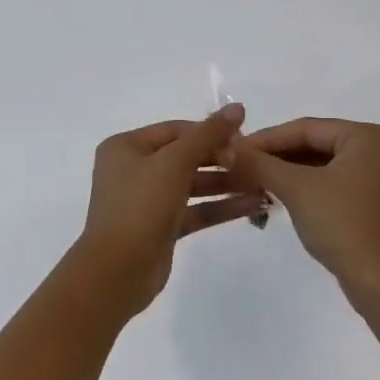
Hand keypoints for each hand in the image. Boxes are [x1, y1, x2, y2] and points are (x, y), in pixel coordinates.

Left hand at [72, 104, 265, 315]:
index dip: (210, 132)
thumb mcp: (174, 163)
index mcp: (126, 147)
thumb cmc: (140, 206)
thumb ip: (208, 134)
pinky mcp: (161, 228)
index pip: (176, 130)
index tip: (244, 139)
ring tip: (262, 184)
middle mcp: (133, 170)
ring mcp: (147, 200)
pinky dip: (220, 207)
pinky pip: (194, 210)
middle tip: (255, 164)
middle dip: (221, 159)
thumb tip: (237, 107)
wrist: (117, 272)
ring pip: (192, 185)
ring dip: (226, 184)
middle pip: (185, 156)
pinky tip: (252, 206)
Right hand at [225, 118, 379, 307]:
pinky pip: (339, 183)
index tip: (235, 149)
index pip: (307, 128)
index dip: (266, 138)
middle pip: (318, 144)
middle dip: (278, 157)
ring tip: (256, 182)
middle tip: (242, 166)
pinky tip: (283, 197)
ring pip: (327, 165)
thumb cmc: (343, 225)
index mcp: (370, 136)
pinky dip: (311, 187)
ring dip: (291, 173)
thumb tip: (226, 147)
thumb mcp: (296, 189)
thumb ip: (260, 163)